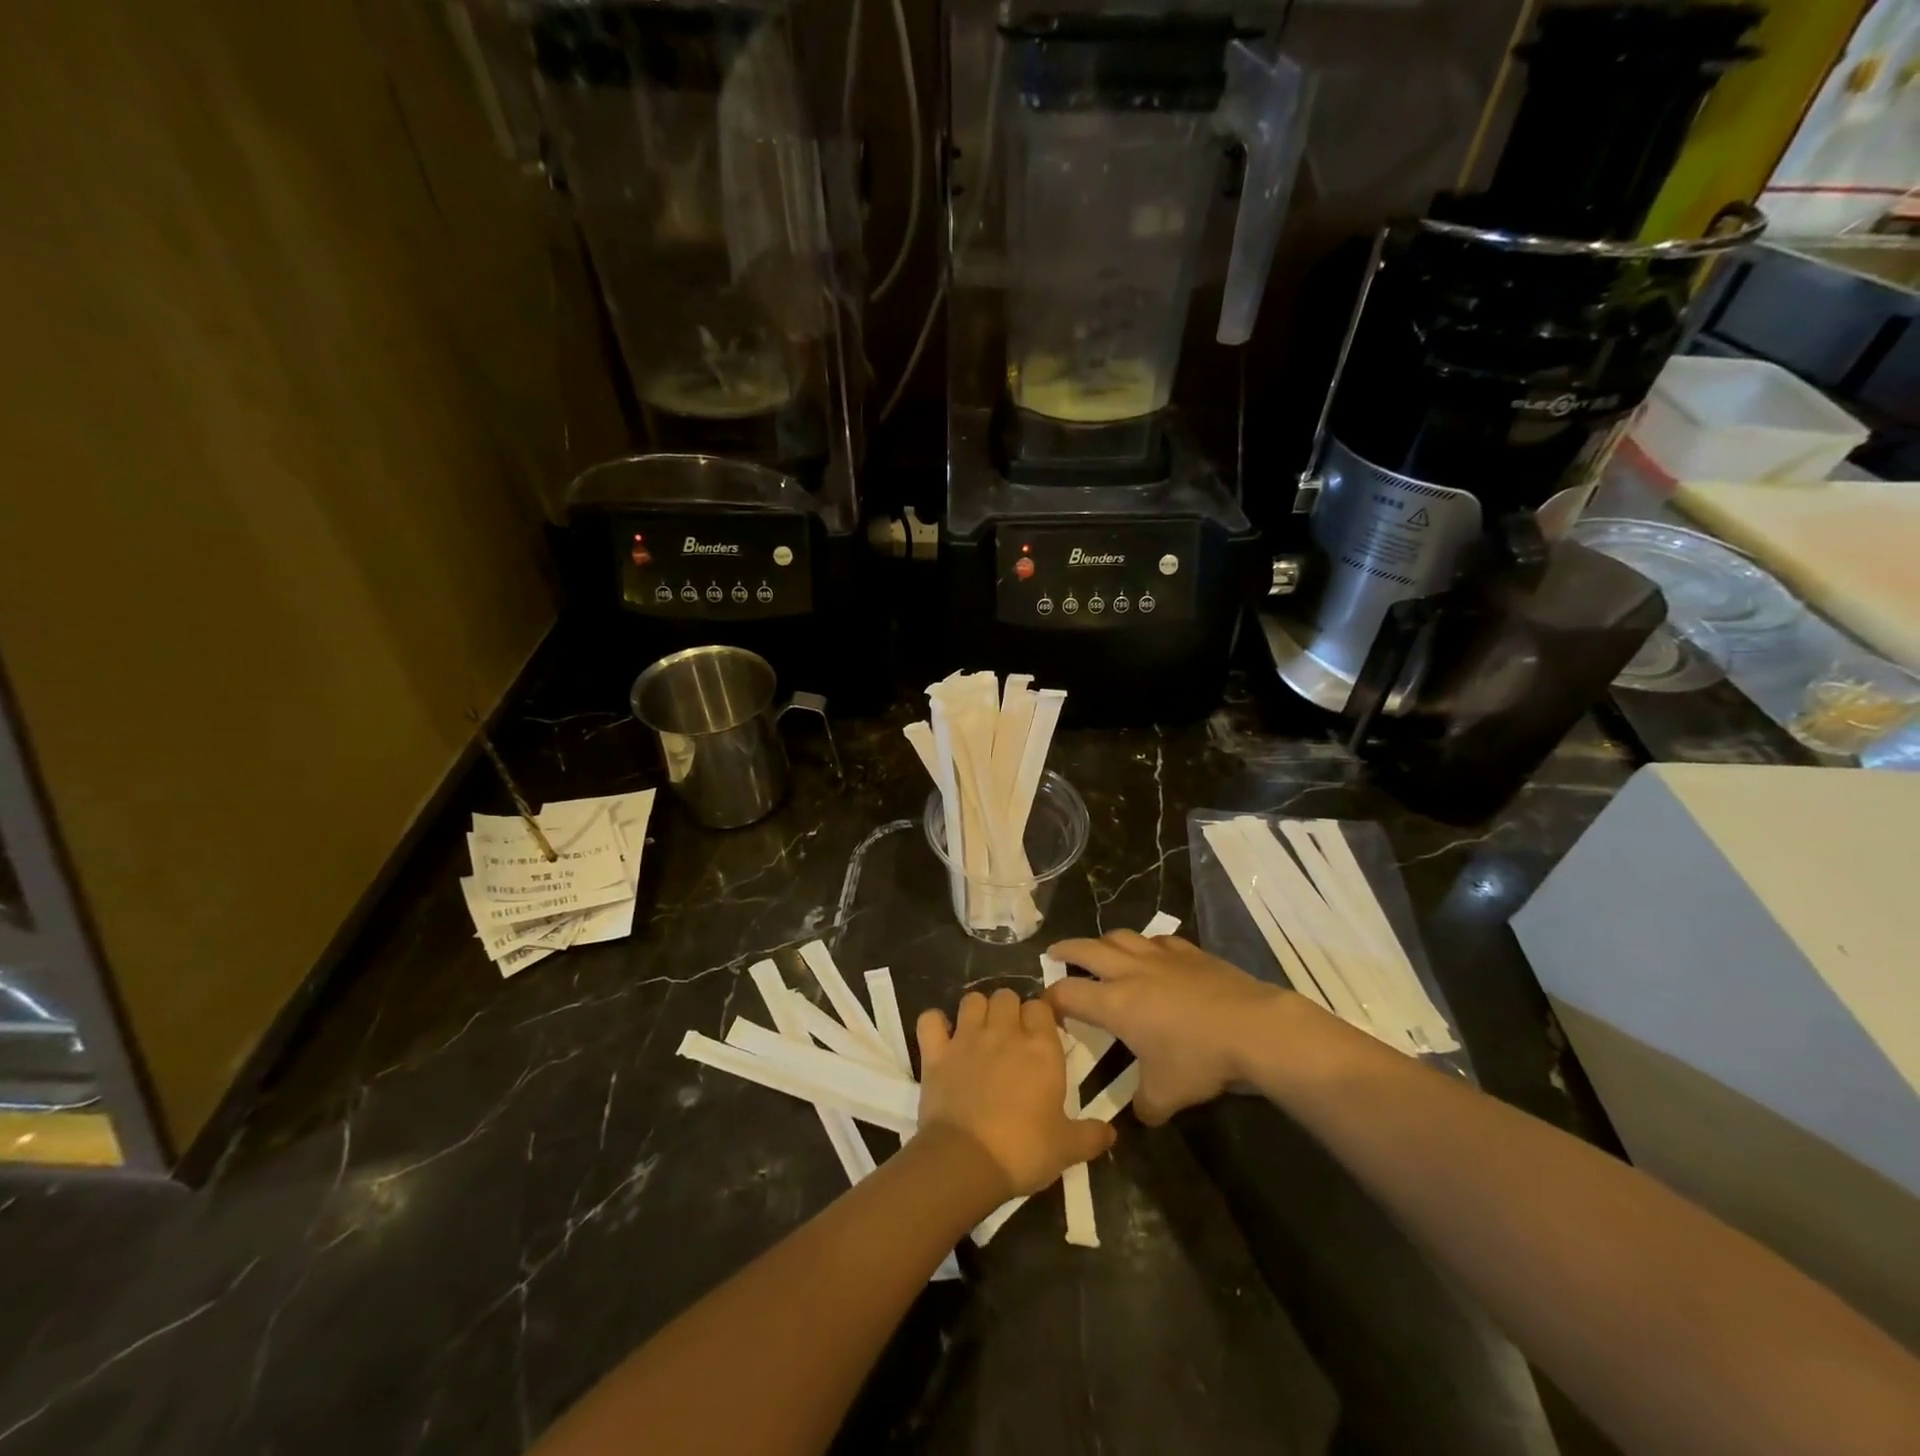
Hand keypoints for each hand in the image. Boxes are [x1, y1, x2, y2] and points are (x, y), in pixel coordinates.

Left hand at [915, 989, 1115, 1198]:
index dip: (1040, 1017)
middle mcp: (1004, 1032)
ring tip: (979, 1033)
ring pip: (971, 999)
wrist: (967, 1162)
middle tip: (1010, 1036)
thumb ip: (1091, 1136)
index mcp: (1040, 1048)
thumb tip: (1111, 1133)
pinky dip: (934, 1024)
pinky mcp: (936, 1052)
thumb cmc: (1023, 1151)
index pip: (1041, 1007)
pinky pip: (930, 1020)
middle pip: (1006, 996)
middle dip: (1008, 1009)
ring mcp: (967, 1038)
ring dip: (976, 1011)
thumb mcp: (1067, 1148)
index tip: (1040, 1036)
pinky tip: (941, 1039)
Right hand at [1043, 931, 1291, 1124]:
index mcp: (1115, 1003)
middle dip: (1066, 950)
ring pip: (1122, 937)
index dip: (1051, 999)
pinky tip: (1153, 953)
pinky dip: (1147, 945)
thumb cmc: (1199, 1060)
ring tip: (1101, 949)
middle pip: (1087, 949)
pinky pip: (1159, 940)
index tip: (1045, 1005)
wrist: (1253, 1028)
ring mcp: (1161, 957)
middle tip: (1055, 953)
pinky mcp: (1190, 952)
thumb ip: (1145, 1105)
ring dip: (1105, 941)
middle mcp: (1130, 972)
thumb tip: (1142, 1115)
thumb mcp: (1166, 1096)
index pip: (1068, 993)